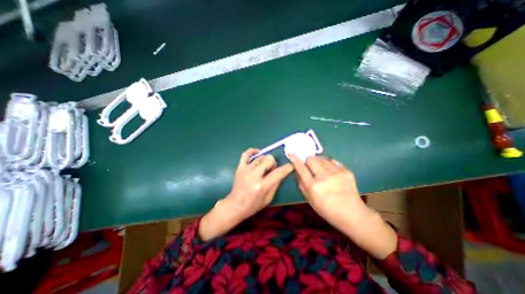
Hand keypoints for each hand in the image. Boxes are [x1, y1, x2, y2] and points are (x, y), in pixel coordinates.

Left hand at [223, 150, 293, 220]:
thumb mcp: (268, 199)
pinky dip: (252, 151)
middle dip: (273, 163)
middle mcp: (253, 176)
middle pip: (268, 160)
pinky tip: (257, 153)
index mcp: (261, 186)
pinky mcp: (239, 168)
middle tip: (271, 170)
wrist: (235, 205)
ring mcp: (245, 170)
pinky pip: (245, 154)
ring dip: (265, 160)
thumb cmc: (253, 205)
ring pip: (260, 157)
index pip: (277, 173)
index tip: (290, 166)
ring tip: (264, 167)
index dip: (286, 168)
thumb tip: (281, 172)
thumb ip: (276, 184)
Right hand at [289, 156, 370, 227]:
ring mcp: (337, 173)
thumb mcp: (309, 200)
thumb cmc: (327, 210)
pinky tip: (331, 171)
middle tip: (310, 167)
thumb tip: (297, 171)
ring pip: (322, 158)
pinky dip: (328, 164)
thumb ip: (301, 184)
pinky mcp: (346, 171)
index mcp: (313, 186)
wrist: (352, 215)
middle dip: (308, 161)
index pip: (301, 168)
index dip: (295, 159)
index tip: (291, 153)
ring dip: (318, 162)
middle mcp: (324, 177)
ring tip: (321, 169)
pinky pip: (332, 161)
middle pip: (311, 158)